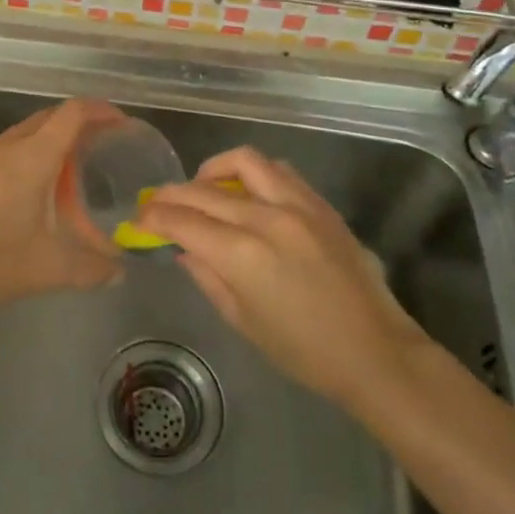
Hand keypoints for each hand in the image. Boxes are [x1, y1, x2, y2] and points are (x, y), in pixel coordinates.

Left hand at [0, 98, 126, 320]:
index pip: (73, 113)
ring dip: (53, 138)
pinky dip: (32, 153)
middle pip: (51, 117)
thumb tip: (118, 271)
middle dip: (80, 123)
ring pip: (27, 132)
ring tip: (75, 166)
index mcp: (33, 157)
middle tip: (105, 146)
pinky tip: (36, 187)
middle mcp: (8, 146)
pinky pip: (9, 148)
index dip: (101, 111)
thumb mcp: (50, 269)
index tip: (123, 123)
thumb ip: (92, 268)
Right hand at [139, 147, 429, 411]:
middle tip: (158, 204)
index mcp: (241, 255)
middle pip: (203, 190)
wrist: (375, 352)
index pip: (181, 221)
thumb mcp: (243, 321)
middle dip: (172, 194)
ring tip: (204, 188)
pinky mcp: (320, 204)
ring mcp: (297, 205)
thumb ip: (208, 277)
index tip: (139, 219)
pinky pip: (279, 171)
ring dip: (214, 170)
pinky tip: (248, 193)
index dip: (153, 217)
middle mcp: (265, 218)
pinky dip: (254, 174)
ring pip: (244, 162)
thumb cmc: (304, 351)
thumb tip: (184, 249)